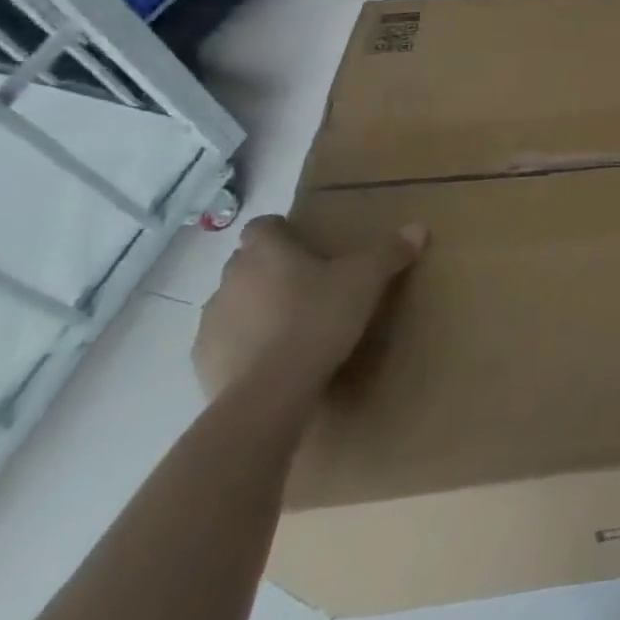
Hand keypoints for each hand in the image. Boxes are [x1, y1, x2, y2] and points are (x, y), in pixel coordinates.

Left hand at [192, 215, 424, 405]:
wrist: (268, 393)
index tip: (305, 245)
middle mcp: (230, 278)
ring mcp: (210, 321)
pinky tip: (271, 360)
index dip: (282, 231)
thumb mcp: (366, 281)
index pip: (263, 226)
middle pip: (247, 262)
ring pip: (234, 302)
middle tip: (308, 285)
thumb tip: (418, 228)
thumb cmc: (318, 319)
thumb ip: (390, 252)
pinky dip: (244, 344)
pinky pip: (224, 342)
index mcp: (266, 251)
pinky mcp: (201, 361)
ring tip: (291, 325)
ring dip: (256, 307)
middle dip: (271, 269)